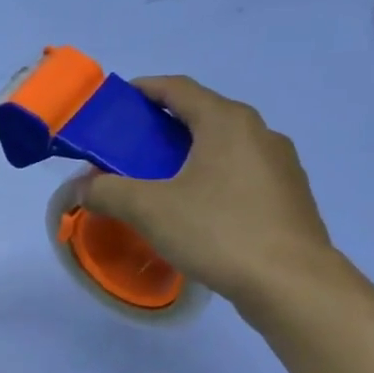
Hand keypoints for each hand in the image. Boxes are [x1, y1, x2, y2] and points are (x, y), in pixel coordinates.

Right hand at [75, 76, 336, 305]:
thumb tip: (81, 187)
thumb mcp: (149, 210)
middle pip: (202, 116)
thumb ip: (107, 192)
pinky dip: (212, 179)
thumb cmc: (218, 232)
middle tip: (129, 151)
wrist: (292, 284)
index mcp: (226, 122)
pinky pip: (241, 175)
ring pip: (224, 148)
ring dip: (189, 156)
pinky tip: (197, 211)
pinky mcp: (289, 196)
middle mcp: (259, 132)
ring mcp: (280, 165)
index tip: (117, 104)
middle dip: (163, 128)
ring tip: (160, 183)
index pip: (178, 88)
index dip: (144, 90)